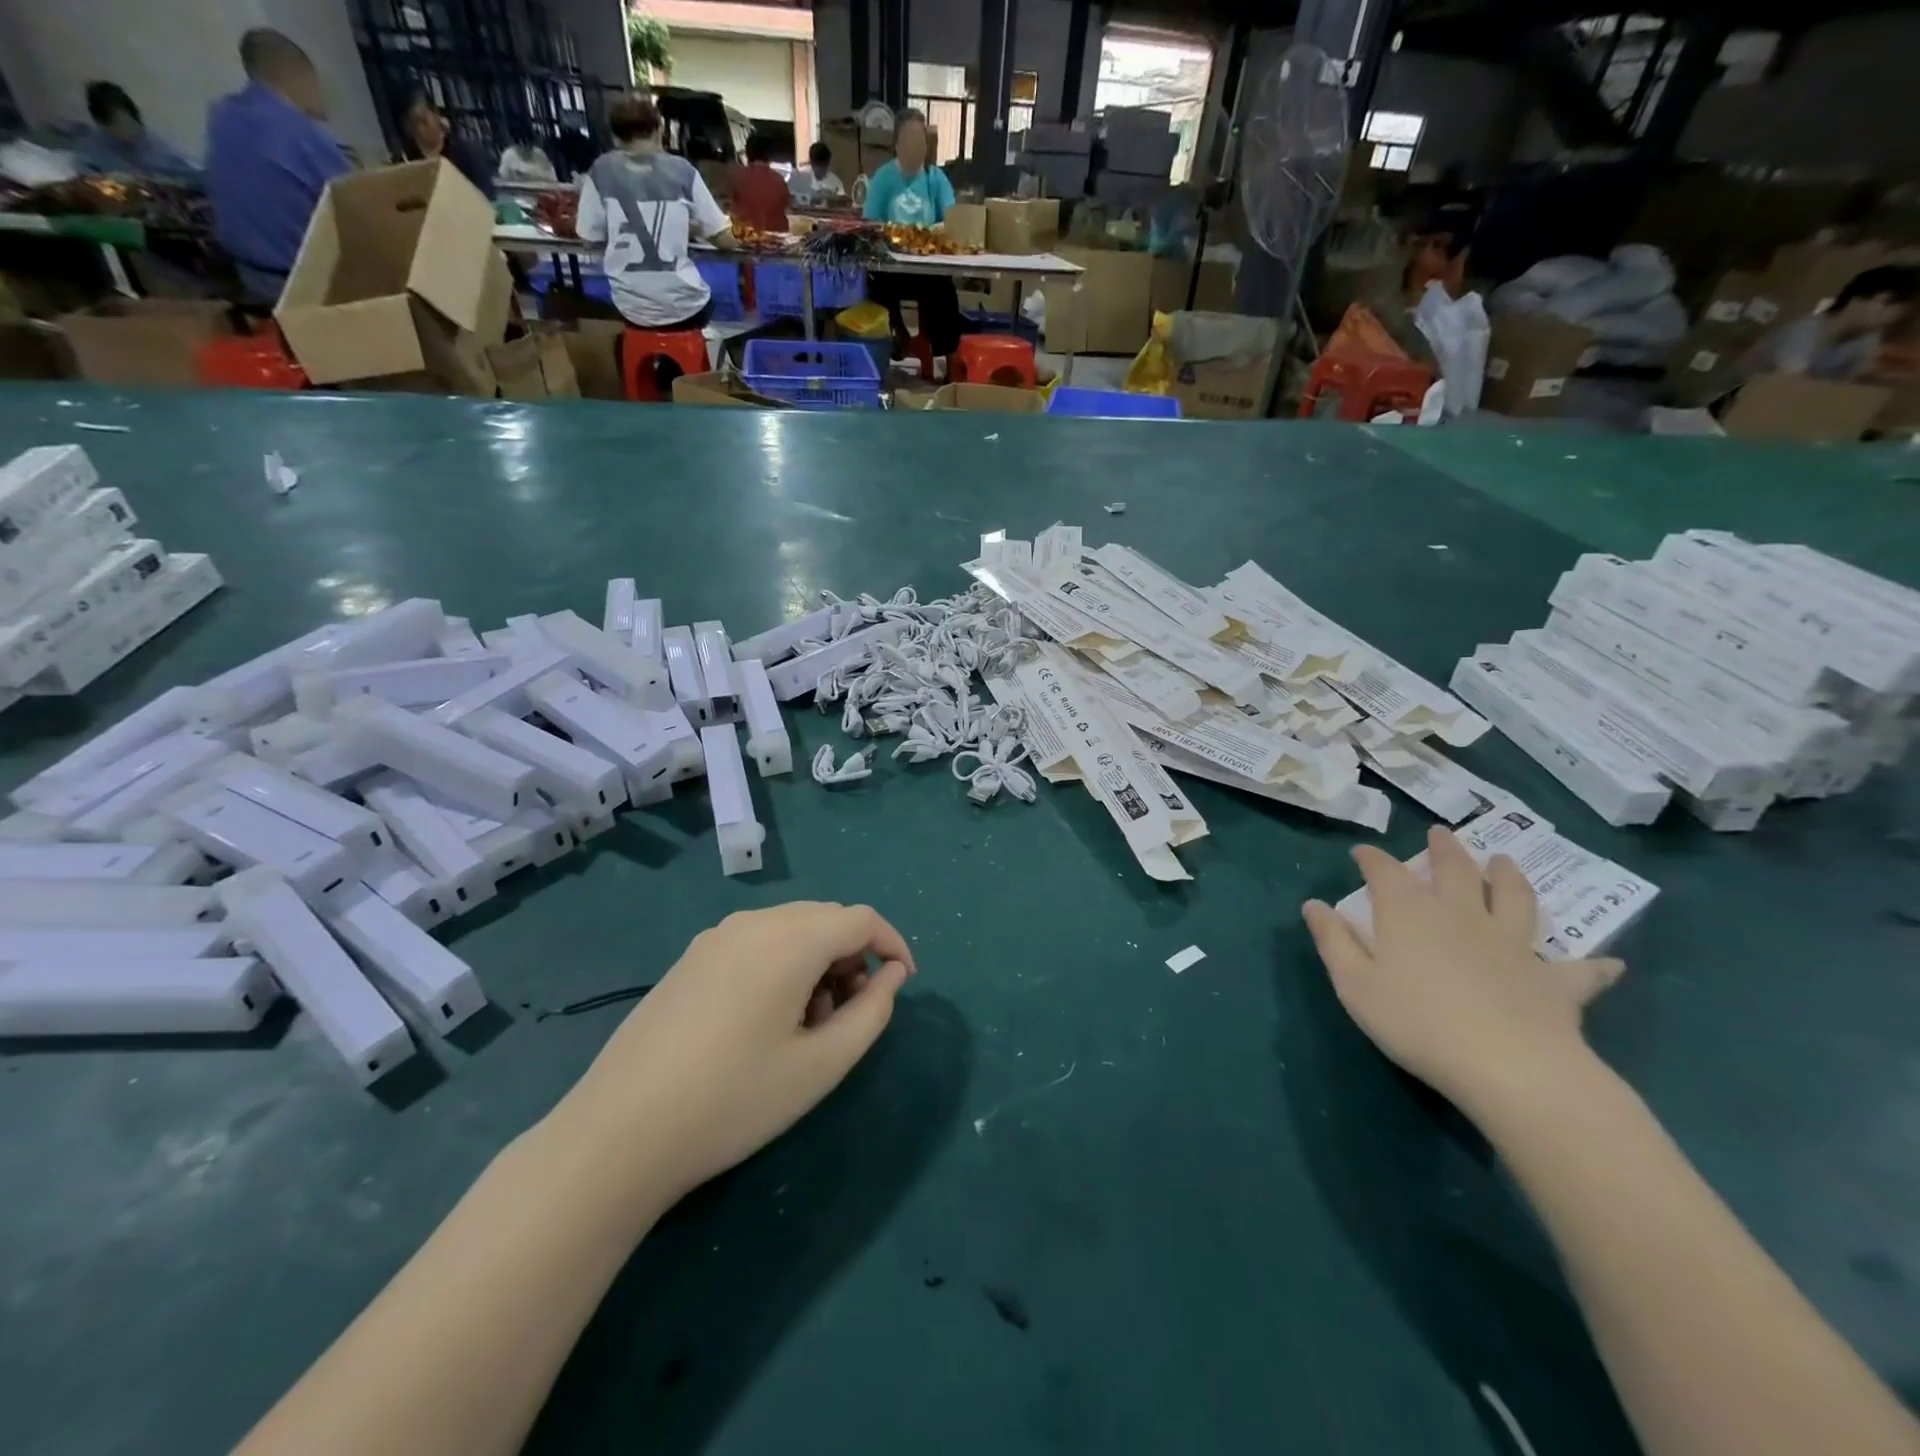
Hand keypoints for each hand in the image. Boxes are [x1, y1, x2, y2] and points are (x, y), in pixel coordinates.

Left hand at [560, 902, 914, 1201]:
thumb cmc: (733, 1100)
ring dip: (818, 961)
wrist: (618, 1133)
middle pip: (826, 919)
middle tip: (852, 1013)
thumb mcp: (821, 1065)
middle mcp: (753, 923)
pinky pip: (756, 942)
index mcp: (789, 940)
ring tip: (810, 1024)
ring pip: (791, 928)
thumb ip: (871, 1013)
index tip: (904, 984)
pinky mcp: (691, 958)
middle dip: (854, 956)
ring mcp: (715, 937)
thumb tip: (891, 976)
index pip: (861, 919)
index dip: (892, 945)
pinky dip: (783, 964)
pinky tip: (767, 1019)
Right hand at [1301, 827, 1622, 1117]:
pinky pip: (1579, 970)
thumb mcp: (1355, 984)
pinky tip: (1609, 963)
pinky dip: (1593, 966)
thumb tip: (1314, 904)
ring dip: (1509, 877)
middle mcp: (1461, 915)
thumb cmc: (1417, 1023)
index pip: (1385, 872)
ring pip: (1514, 899)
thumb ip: (1334, 941)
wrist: (1509, 1067)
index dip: (1372, 859)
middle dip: (1444, 849)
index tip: (1362, 853)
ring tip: (1505, 862)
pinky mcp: (1555, 981)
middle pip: (1454, 870)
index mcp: (1409, 913)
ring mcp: (1513, 944)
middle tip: (1441, 833)